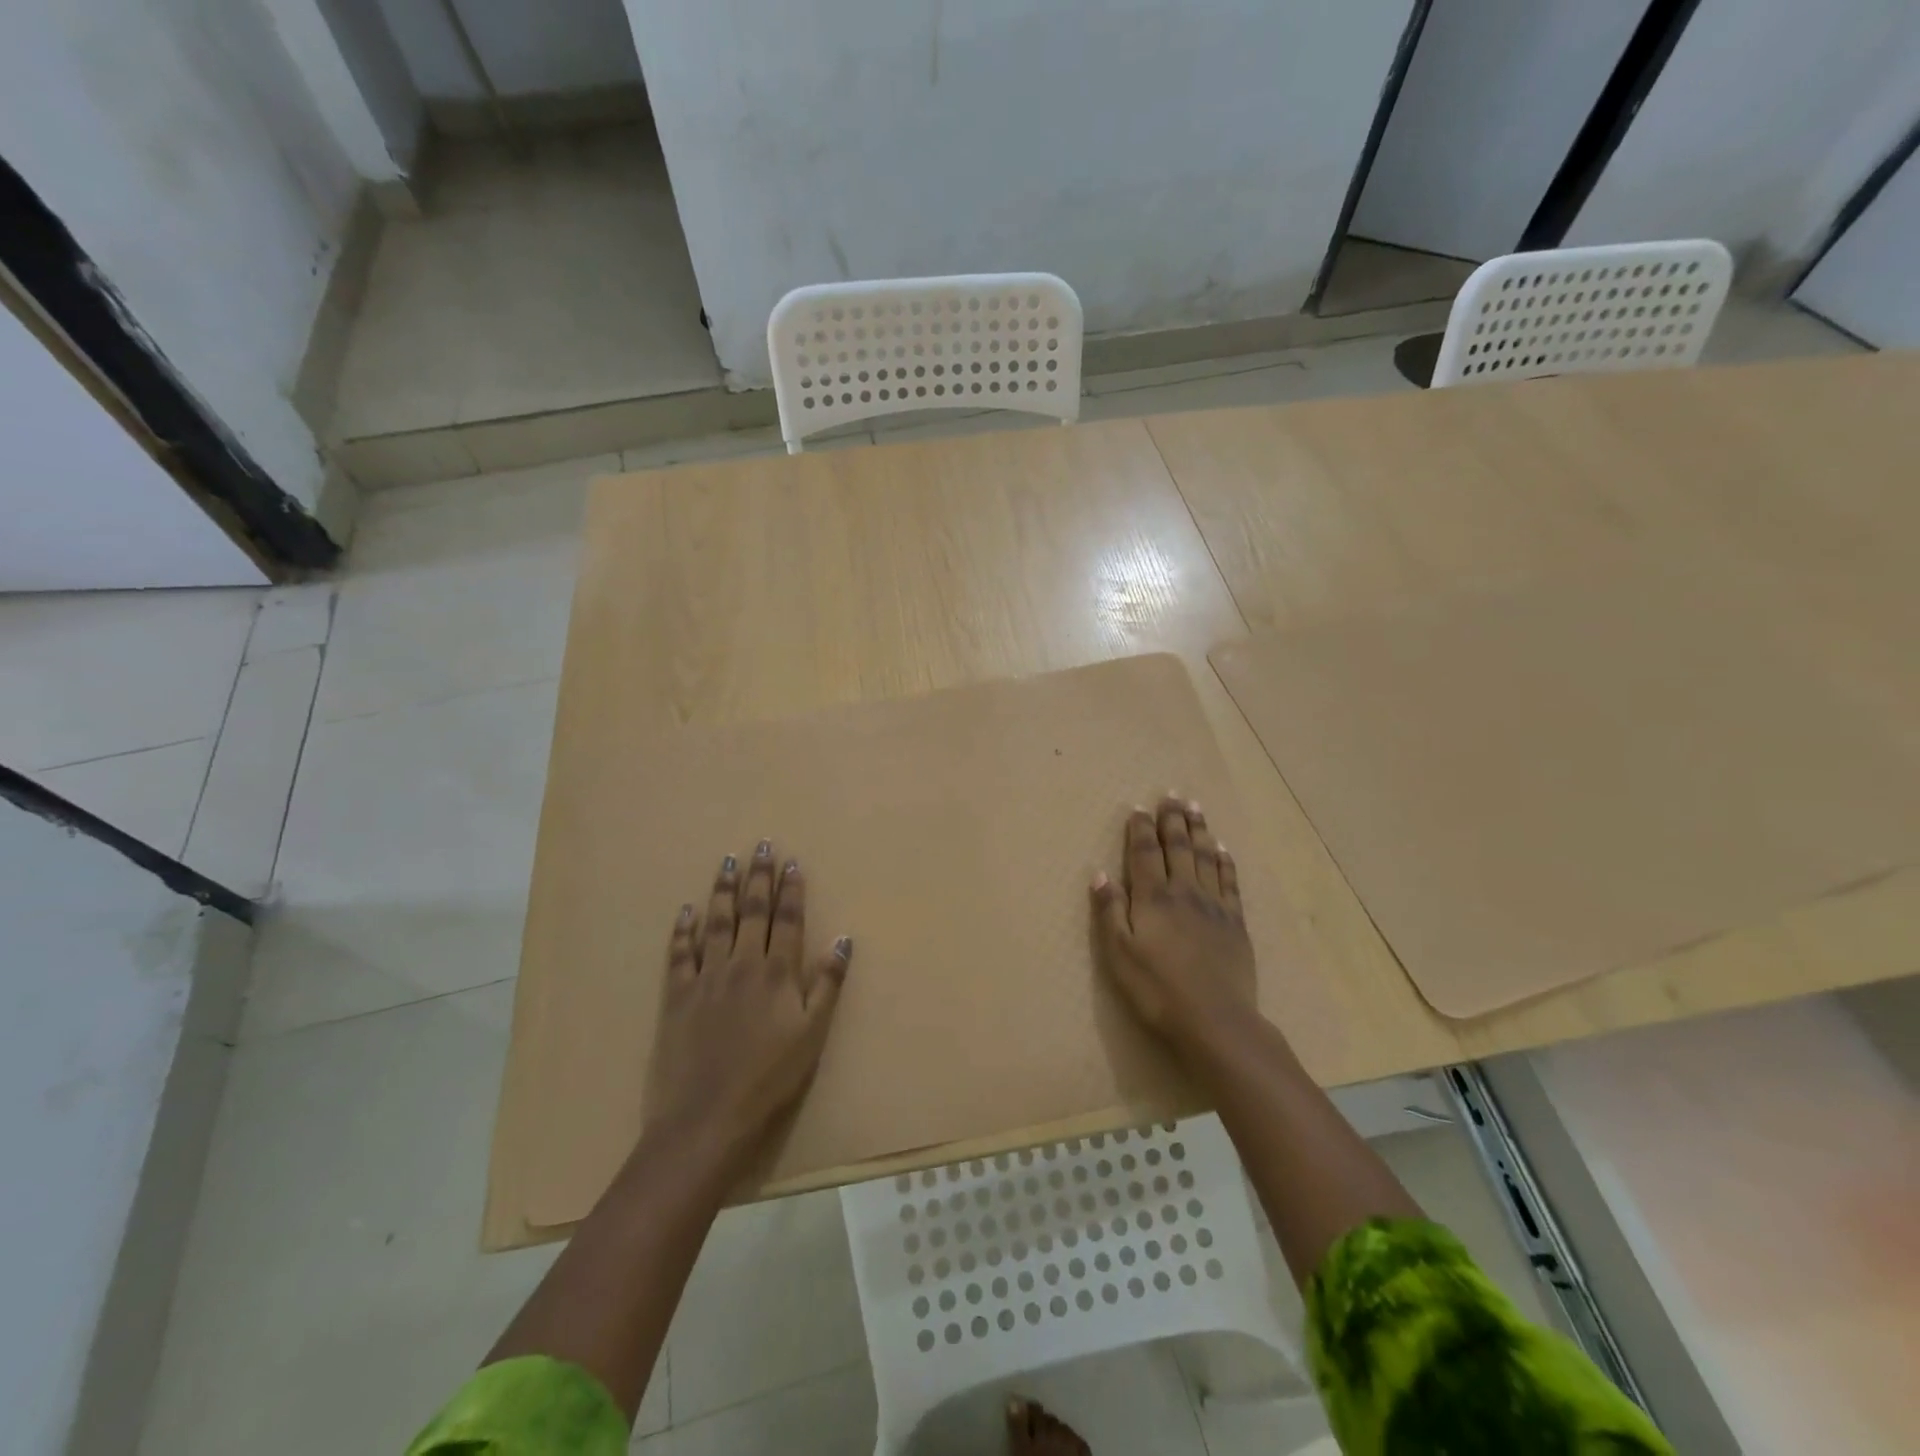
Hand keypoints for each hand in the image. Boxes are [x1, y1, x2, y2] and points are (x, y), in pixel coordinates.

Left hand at [645, 839, 851, 1169]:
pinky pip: (680, 954)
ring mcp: (706, 978)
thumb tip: (844, 940)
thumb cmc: (769, 1080)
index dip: (791, 890)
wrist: (707, 1118)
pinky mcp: (676, 996)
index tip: (792, 862)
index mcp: (778, 973)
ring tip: (728, 862)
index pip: (788, 920)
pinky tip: (686, 910)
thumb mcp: (812, 1035)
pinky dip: (683, 930)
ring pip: (717, 922)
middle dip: (759, 877)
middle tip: (762, 845)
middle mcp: (743, 964)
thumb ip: (827, 985)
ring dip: (724, 890)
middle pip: (753, 912)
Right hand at [1091, 796, 1255, 1057]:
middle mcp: (1185, 892)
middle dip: (1172, 819)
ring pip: (1205, 857)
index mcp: (1153, 898)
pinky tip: (1222, 849)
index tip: (1138, 808)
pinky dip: (1225, 861)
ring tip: (1195, 807)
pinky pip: (1229, 881)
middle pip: (1178, 846)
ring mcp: (1214, 905)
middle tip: (1172, 795)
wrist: (1216, 1020)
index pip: (1145, 853)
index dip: (1140, 829)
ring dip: (1199, 830)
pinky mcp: (1235, 922)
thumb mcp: (1119, 954)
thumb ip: (1109, 911)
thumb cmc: (1157, 990)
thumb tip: (1099, 873)